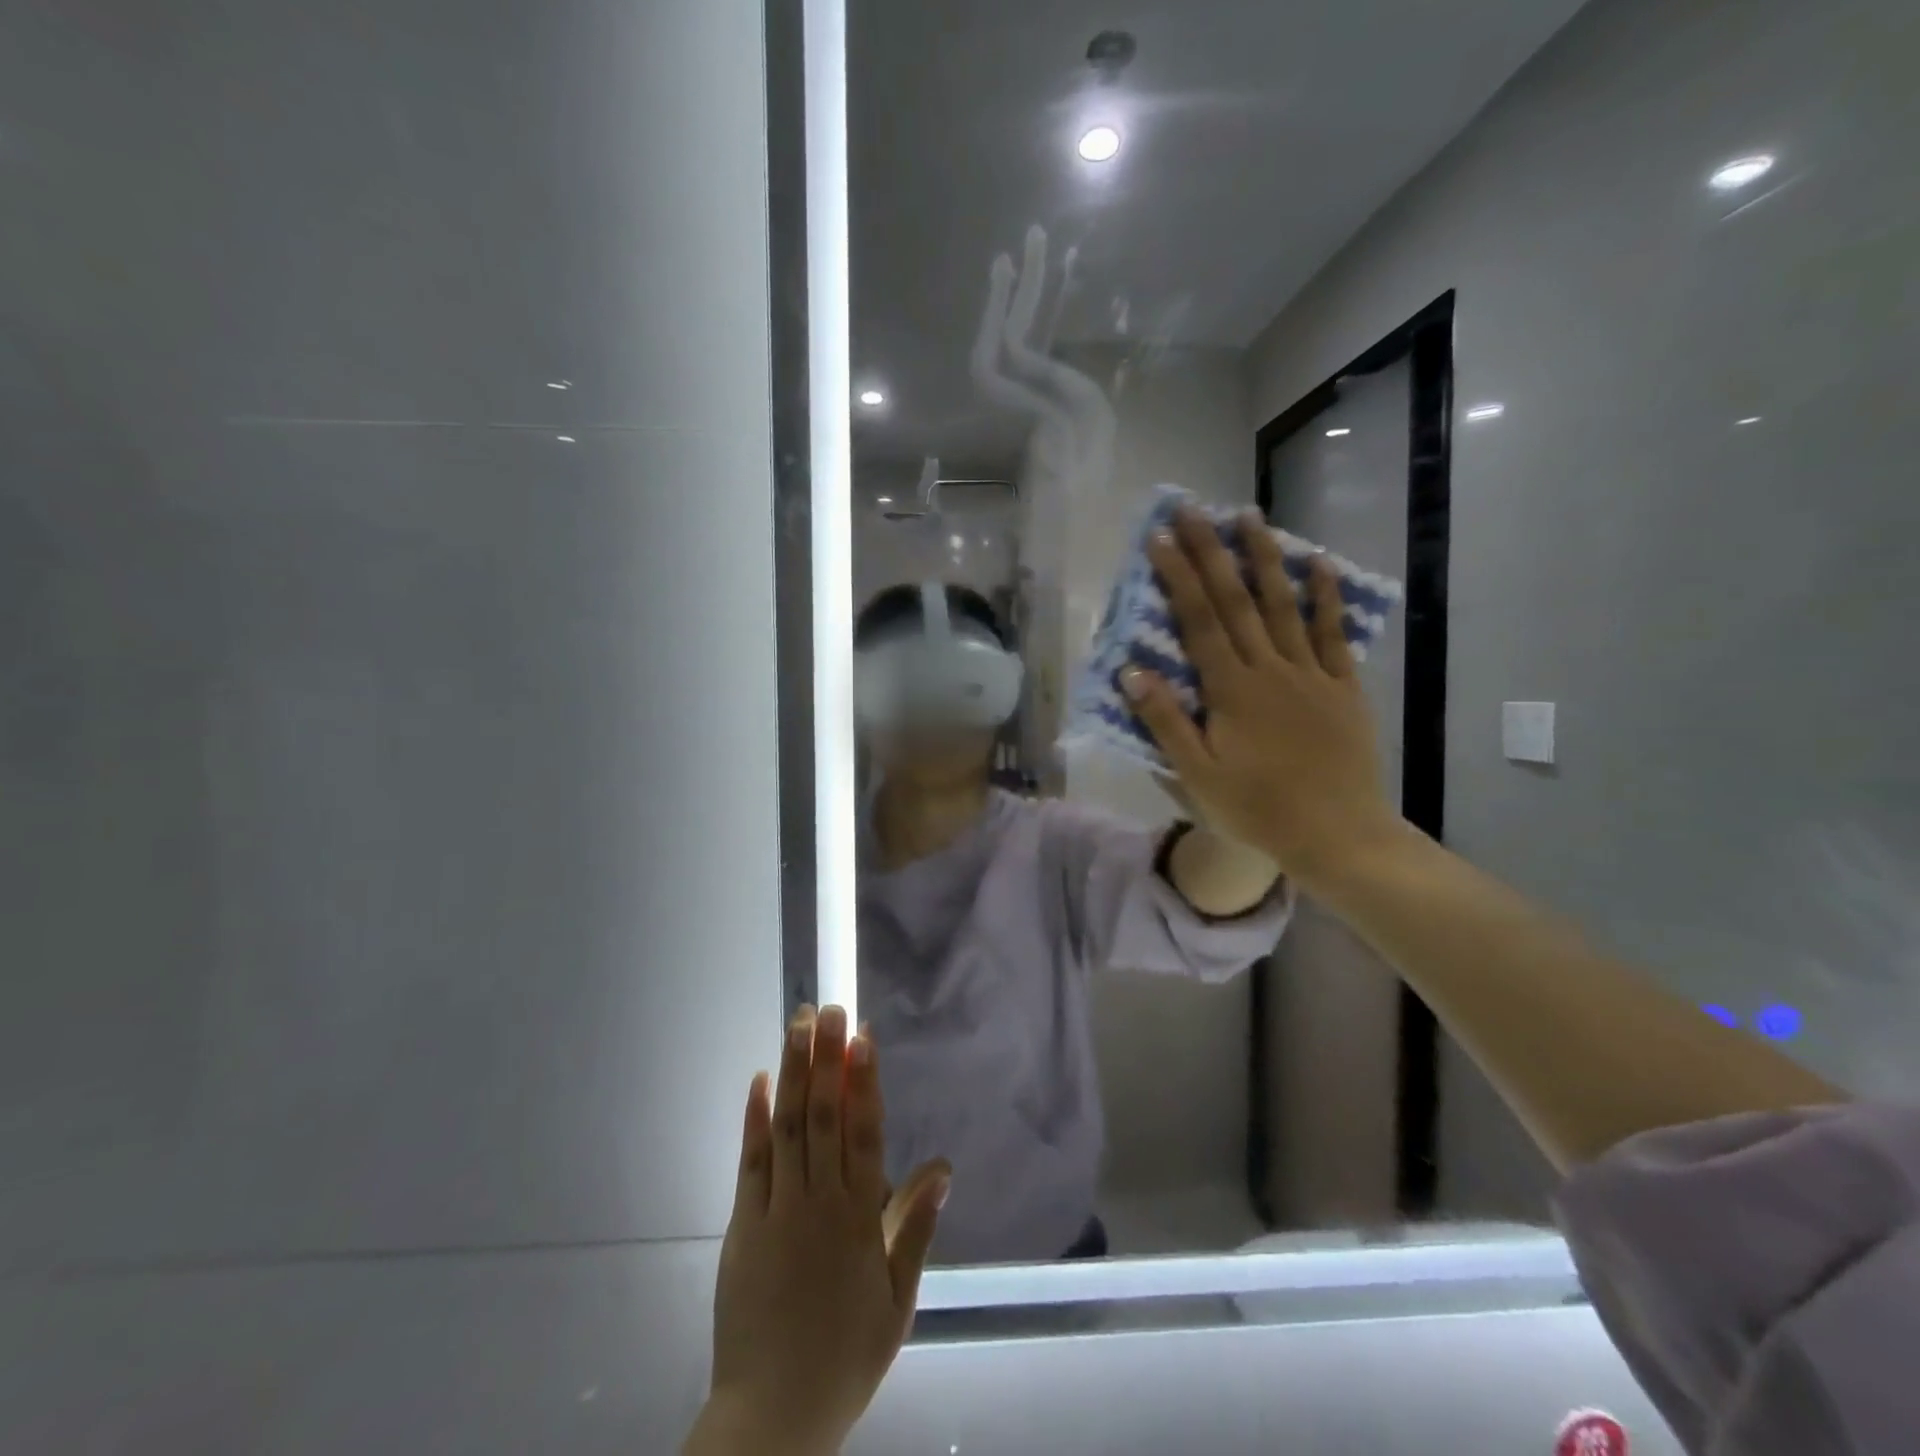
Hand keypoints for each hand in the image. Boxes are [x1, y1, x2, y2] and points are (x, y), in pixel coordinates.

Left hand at [687, 1005, 950, 1455]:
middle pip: (825, 1115)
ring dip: (794, 1072)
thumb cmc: (845, 1354)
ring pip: (789, 1126)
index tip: (863, 1036)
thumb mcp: (898, 1299)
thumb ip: (915, 1226)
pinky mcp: (742, 1224)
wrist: (772, 1415)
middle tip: (830, 1009)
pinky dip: (755, 1118)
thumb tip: (943, 1166)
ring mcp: (777, 1209)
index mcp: (860, 1216)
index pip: (865, 1131)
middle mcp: (819, 1200)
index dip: (865, 1079)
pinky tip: (759, 1079)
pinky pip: (750, 1161)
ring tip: (798, 1025)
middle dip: (828, 1058)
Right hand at [1121, 507, 1404, 889]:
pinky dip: (1326, 597)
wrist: (1336, 834)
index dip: (1177, 577)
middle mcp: (1269, 668)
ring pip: (1284, 605)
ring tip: (1250, 517)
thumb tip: (1132, 671)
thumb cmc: (1257, 809)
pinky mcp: (1342, 687)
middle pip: (1236, 600)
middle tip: (1192, 510)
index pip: (1198, 621)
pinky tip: (1320, 563)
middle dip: (1211, 551)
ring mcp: (1310, 674)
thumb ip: (1165, 721)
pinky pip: (1332, 633)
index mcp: (1230, 690)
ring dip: (1265, 558)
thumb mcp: (1196, 775)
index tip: (1159, 539)